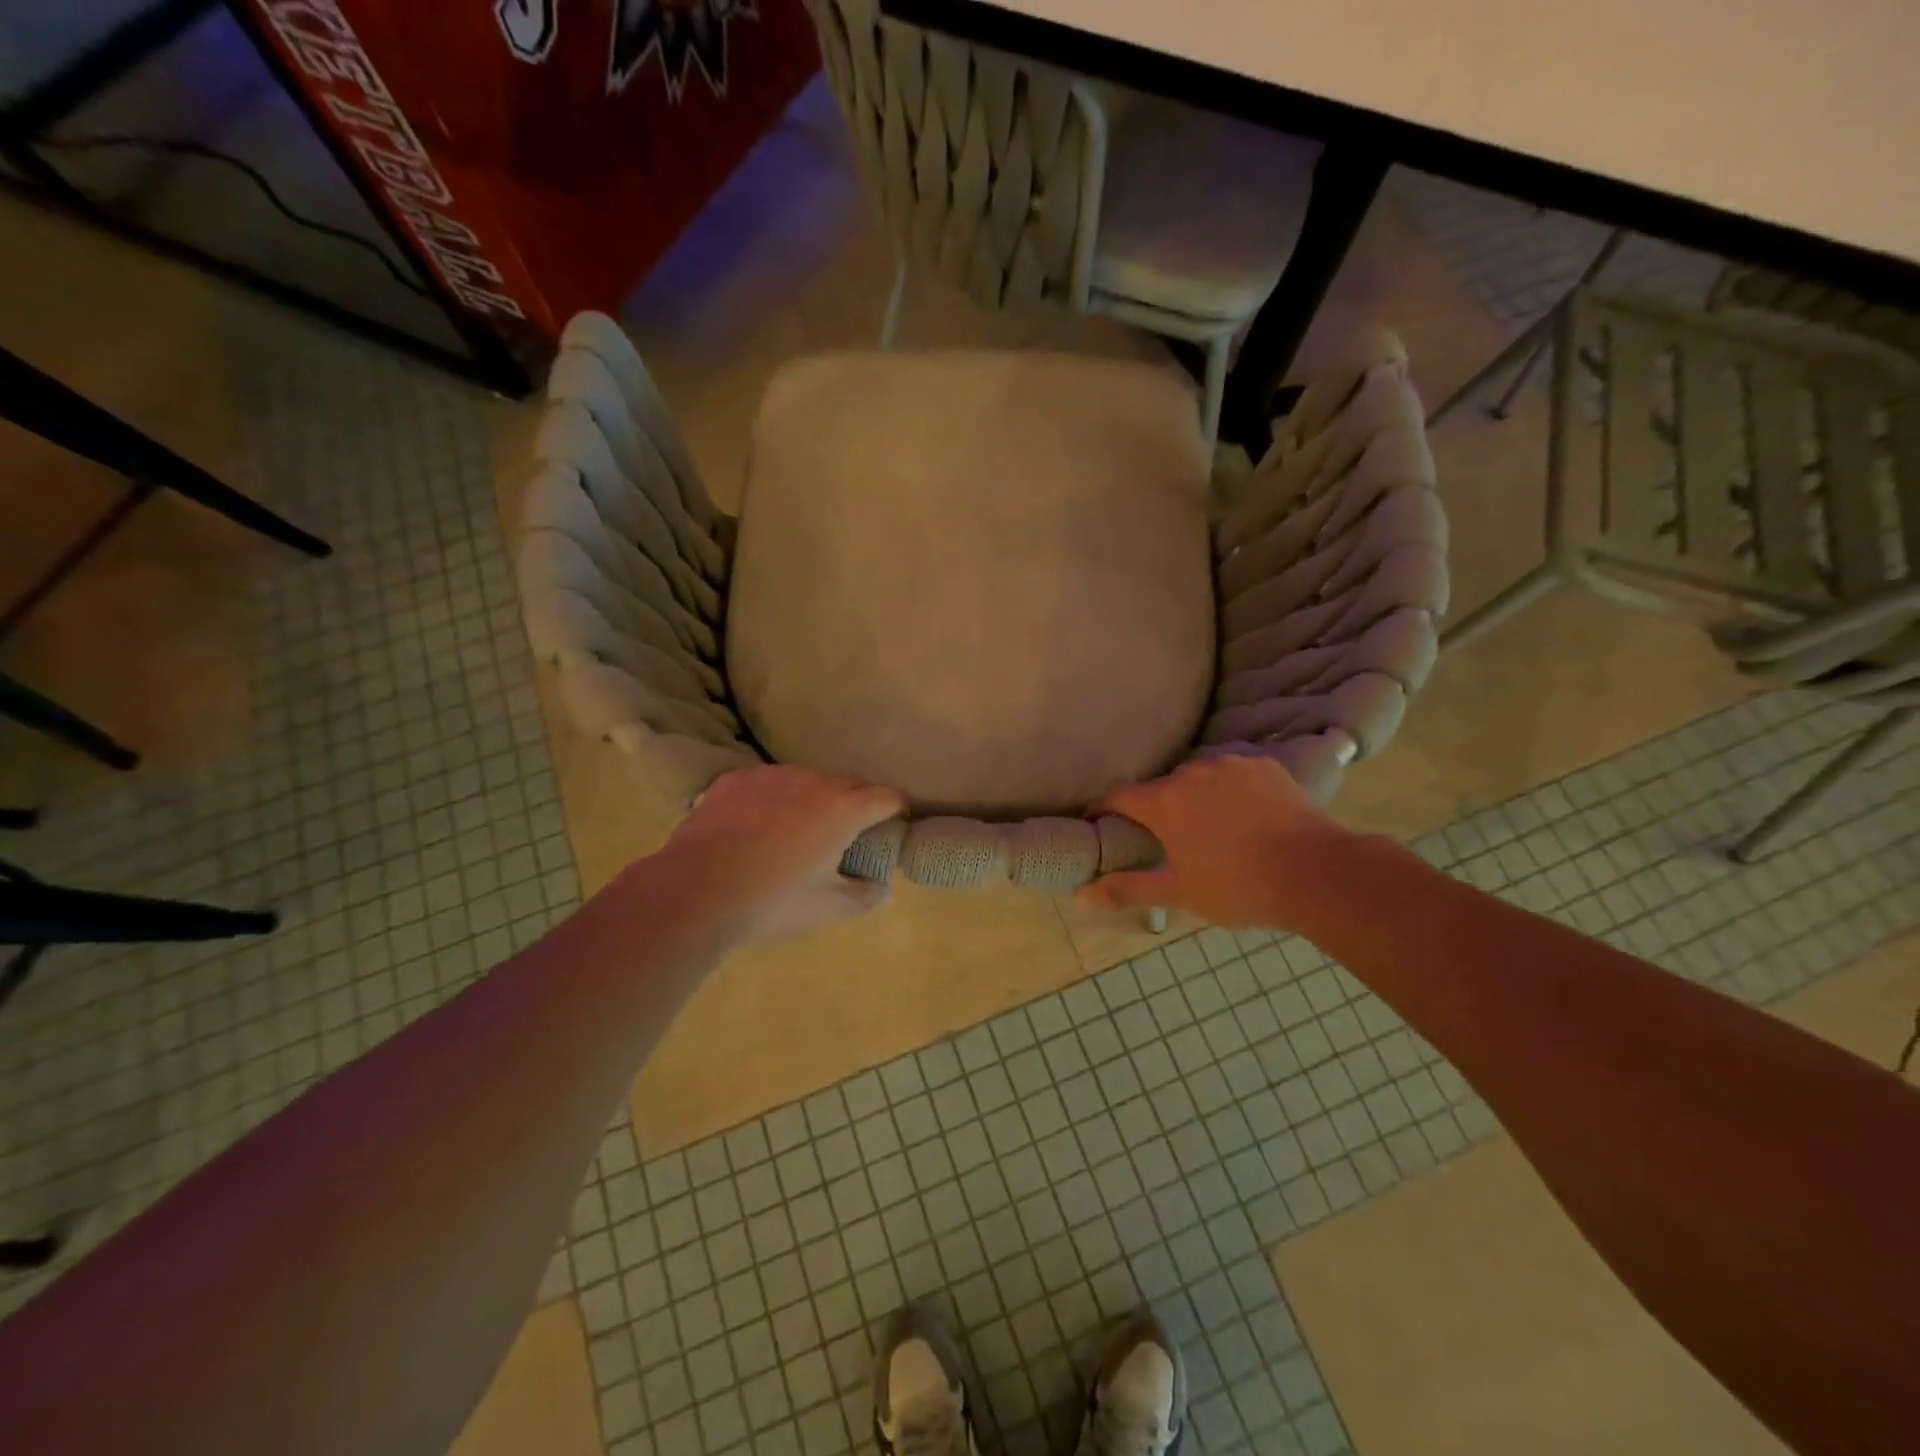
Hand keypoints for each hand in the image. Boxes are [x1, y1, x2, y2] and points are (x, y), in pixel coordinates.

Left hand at [655, 766, 905, 945]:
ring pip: (806, 780)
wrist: (695, 890)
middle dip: (856, 803)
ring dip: (813, 798)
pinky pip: (767, 783)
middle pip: (849, 784)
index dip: (897, 808)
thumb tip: (883, 890)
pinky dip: (773, 798)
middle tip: (848, 833)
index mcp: (843, 809)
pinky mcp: (734, 780)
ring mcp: (770, 776)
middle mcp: (812, 781)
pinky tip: (757, 824)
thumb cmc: (773, 900)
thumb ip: (863, 896)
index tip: (896, 822)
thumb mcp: (826, 907)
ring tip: (798, 828)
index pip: (887, 797)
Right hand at [1080, 756, 1358, 930]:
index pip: (1117, 796)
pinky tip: (1247, 816)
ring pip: (1199, 777)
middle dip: (1158, 808)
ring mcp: (1230, 764)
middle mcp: (1191, 773)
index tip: (1099, 822)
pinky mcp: (1263, 765)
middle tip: (1170, 839)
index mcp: (1163, 802)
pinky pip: (1234, 774)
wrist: (1316, 873)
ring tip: (1213, 827)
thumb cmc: (1238, 887)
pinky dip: (1230, 790)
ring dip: (1195, 796)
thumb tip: (1081, 896)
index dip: (1102, 808)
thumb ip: (1128, 889)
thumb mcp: (1179, 894)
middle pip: (1161, 787)